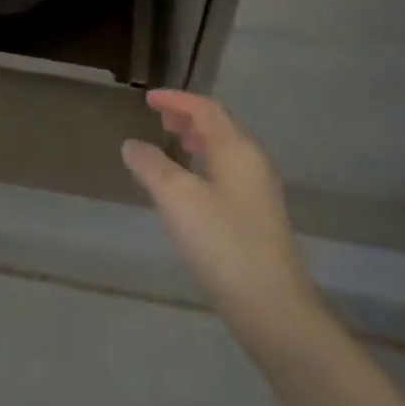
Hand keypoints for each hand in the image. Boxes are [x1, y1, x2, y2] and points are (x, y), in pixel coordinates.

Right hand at [121, 90, 322, 340]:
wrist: (272, 306)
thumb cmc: (222, 241)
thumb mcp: (176, 198)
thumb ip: (151, 165)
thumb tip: (132, 144)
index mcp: (237, 148)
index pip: (205, 108)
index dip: (176, 99)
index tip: (148, 99)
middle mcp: (253, 161)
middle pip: (220, 126)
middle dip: (188, 117)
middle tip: (159, 119)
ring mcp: (260, 191)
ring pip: (226, 150)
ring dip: (199, 140)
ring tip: (173, 145)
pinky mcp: (259, 217)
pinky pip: (229, 172)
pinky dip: (206, 164)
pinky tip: (190, 187)